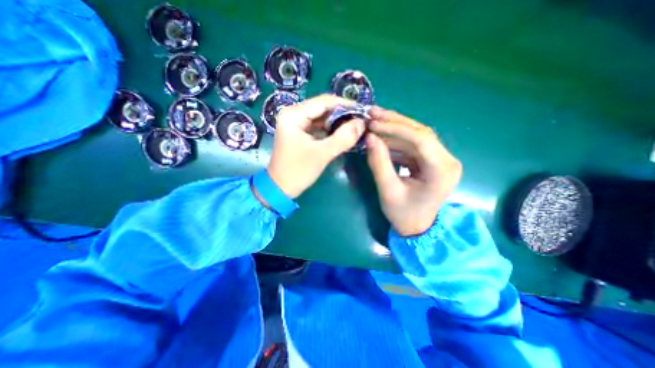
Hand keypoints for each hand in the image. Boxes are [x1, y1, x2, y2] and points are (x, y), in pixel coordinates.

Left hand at [267, 95, 366, 197]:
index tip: (363, 111)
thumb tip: (362, 123)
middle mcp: (293, 114)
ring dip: (337, 122)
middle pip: (322, 108)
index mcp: (293, 114)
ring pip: (321, 117)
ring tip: (355, 126)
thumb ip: (343, 137)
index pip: (324, 102)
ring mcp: (295, 124)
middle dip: (342, 114)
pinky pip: (318, 127)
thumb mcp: (322, 154)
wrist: (281, 188)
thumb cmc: (298, 171)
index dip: (345, 105)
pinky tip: (342, 133)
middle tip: (361, 120)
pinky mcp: (299, 133)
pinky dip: (330, 130)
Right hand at [363, 106, 459, 235]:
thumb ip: (379, 163)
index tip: (374, 123)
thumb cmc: (403, 214)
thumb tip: (369, 137)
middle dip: (395, 122)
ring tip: (374, 123)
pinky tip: (382, 138)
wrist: (416, 227)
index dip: (396, 128)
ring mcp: (441, 159)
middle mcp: (447, 161)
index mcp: (441, 171)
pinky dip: (396, 140)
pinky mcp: (432, 161)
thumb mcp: (388, 190)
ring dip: (394, 129)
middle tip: (373, 114)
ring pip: (417, 136)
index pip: (422, 140)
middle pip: (421, 133)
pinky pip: (413, 145)